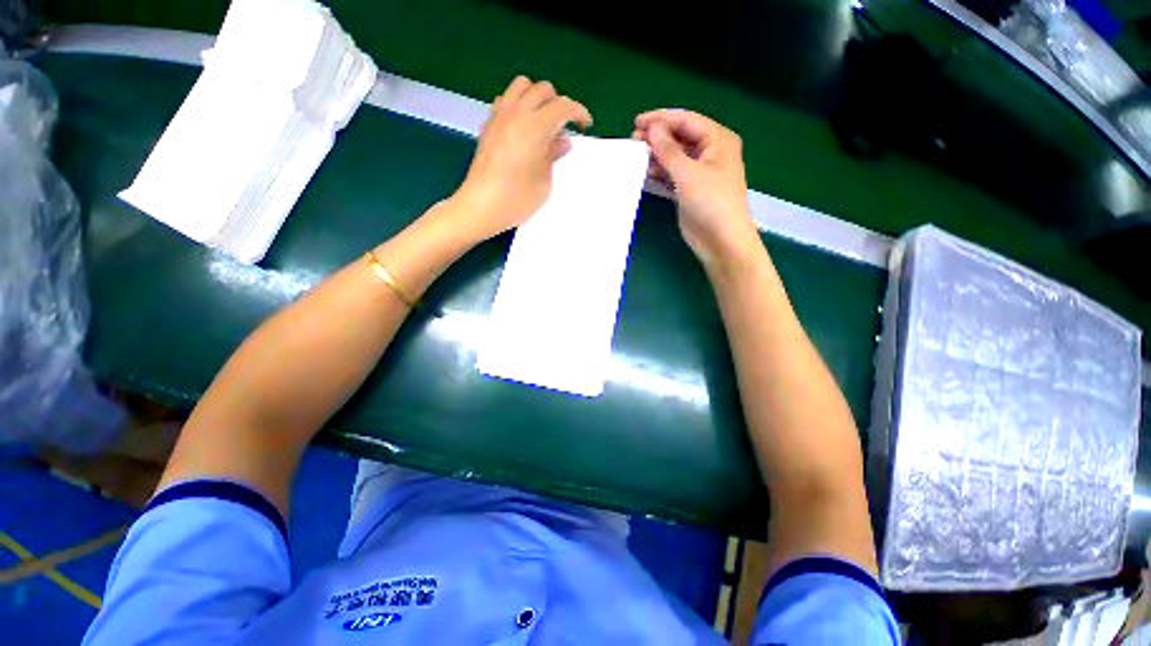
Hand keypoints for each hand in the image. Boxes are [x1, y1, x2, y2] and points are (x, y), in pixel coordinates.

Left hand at [450, 76, 592, 241]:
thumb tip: (562, 141)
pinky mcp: (488, 126)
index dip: (578, 112)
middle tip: (564, 126)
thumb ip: (553, 156)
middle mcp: (516, 114)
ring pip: (521, 86)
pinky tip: (523, 127)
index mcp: (535, 127)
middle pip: (542, 89)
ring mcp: (499, 117)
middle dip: (558, 103)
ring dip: (537, 98)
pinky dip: (519, 105)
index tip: (585, 124)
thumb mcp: (544, 183)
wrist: (480, 207)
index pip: (562, 106)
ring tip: (543, 122)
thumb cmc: (517, 200)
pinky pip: (505, 100)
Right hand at [634, 109, 758, 269]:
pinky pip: (671, 175)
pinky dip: (659, 173)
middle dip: (657, 138)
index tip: (636, 122)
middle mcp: (709, 152)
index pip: (686, 120)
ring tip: (635, 156)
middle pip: (679, 137)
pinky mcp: (689, 190)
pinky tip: (643, 173)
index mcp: (717, 140)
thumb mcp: (687, 173)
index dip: (661, 119)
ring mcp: (699, 172)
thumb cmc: (710, 202)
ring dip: (656, 156)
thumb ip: (667, 150)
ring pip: (674, 157)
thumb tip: (651, 128)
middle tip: (633, 140)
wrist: (720, 240)